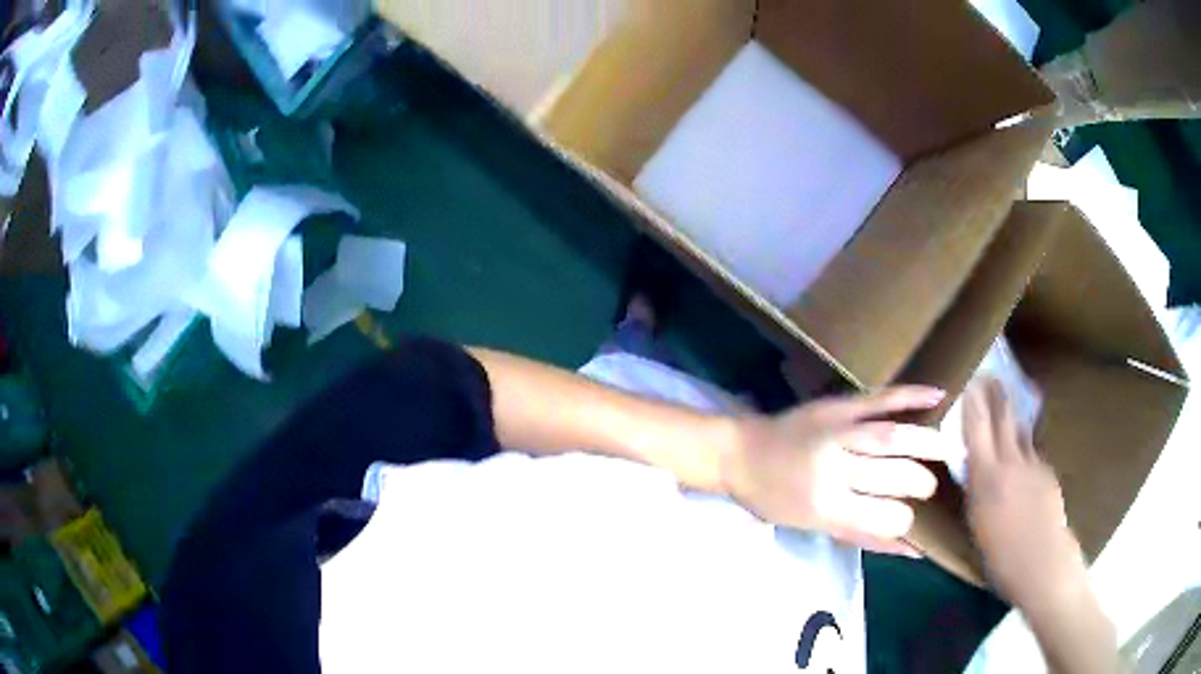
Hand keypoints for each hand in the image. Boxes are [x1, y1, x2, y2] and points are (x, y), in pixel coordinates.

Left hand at [721, 386, 953, 555]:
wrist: (739, 453)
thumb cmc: (775, 500)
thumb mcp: (815, 526)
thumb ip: (863, 537)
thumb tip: (910, 551)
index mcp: (825, 507)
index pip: (882, 518)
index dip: (904, 521)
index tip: (914, 520)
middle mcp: (833, 470)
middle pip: (893, 475)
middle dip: (920, 483)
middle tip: (929, 487)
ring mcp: (836, 432)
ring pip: (892, 438)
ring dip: (927, 444)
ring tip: (948, 451)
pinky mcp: (836, 406)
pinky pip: (879, 399)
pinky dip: (911, 396)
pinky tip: (938, 396)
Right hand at [962, 378, 1088, 611]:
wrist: (1043, 563)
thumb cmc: (1001, 557)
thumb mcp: (978, 524)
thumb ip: (977, 490)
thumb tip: (976, 470)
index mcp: (987, 476)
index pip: (977, 429)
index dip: (973, 404)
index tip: (969, 383)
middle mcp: (1011, 461)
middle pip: (1004, 418)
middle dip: (995, 395)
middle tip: (990, 376)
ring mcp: (1033, 465)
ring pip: (1021, 432)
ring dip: (1012, 414)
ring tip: (1007, 402)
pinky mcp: (1047, 474)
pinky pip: (1032, 453)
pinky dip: (1025, 448)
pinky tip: (1023, 456)